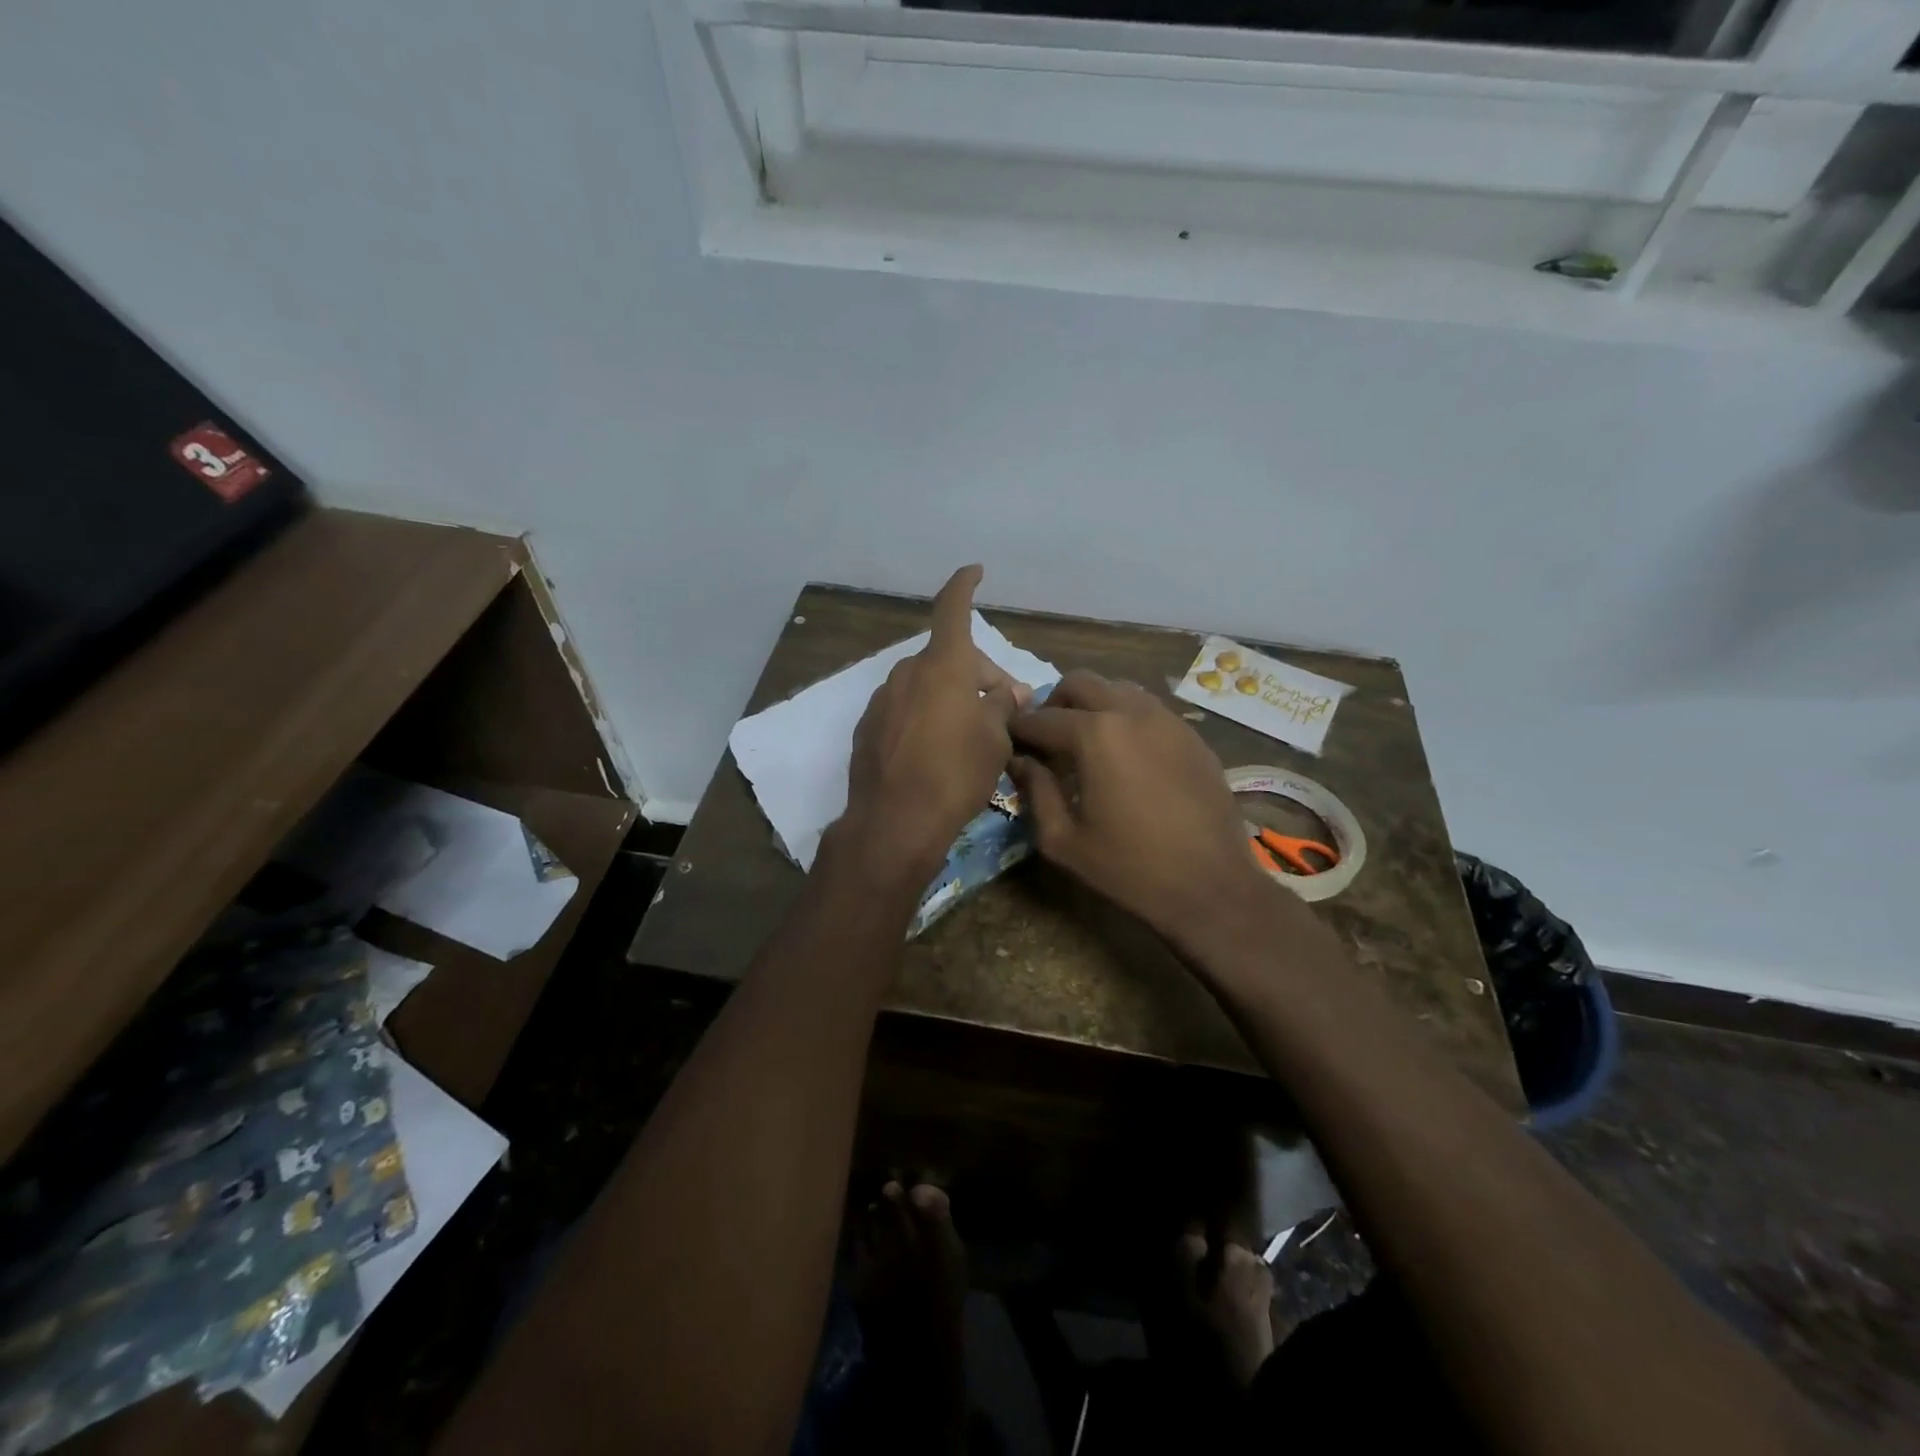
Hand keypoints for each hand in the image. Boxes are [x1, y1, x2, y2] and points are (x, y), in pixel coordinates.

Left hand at [837, 566, 1027, 886]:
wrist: (894, 821)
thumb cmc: (956, 774)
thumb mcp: (996, 739)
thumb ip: (1003, 705)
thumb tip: (1006, 692)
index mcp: (942, 666)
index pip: (953, 609)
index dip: (964, 586)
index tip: (974, 571)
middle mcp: (907, 673)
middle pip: (949, 659)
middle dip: (979, 675)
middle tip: (1006, 707)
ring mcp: (883, 700)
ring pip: (927, 685)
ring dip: (951, 697)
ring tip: (972, 733)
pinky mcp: (868, 728)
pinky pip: (905, 709)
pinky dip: (926, 716)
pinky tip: (936, 751)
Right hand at [1009, 671, 1282, 951]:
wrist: (1212, 886)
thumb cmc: (1130, 869)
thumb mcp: (1064, 841)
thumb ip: (1036, 792)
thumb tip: (1021, 762)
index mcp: (1095, 735)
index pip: (1042, 718)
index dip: (1019, 729)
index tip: (1008, 741)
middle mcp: (1131, 712)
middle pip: (1080, 683)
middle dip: (1054, 703)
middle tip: (1047, 738)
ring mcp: (1167, 719)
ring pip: (1118, 689)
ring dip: (1093, 706)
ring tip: (1085, 744)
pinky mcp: (1192, 735)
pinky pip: (1149, 709)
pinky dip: (1126, 719)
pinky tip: (1125, 756)